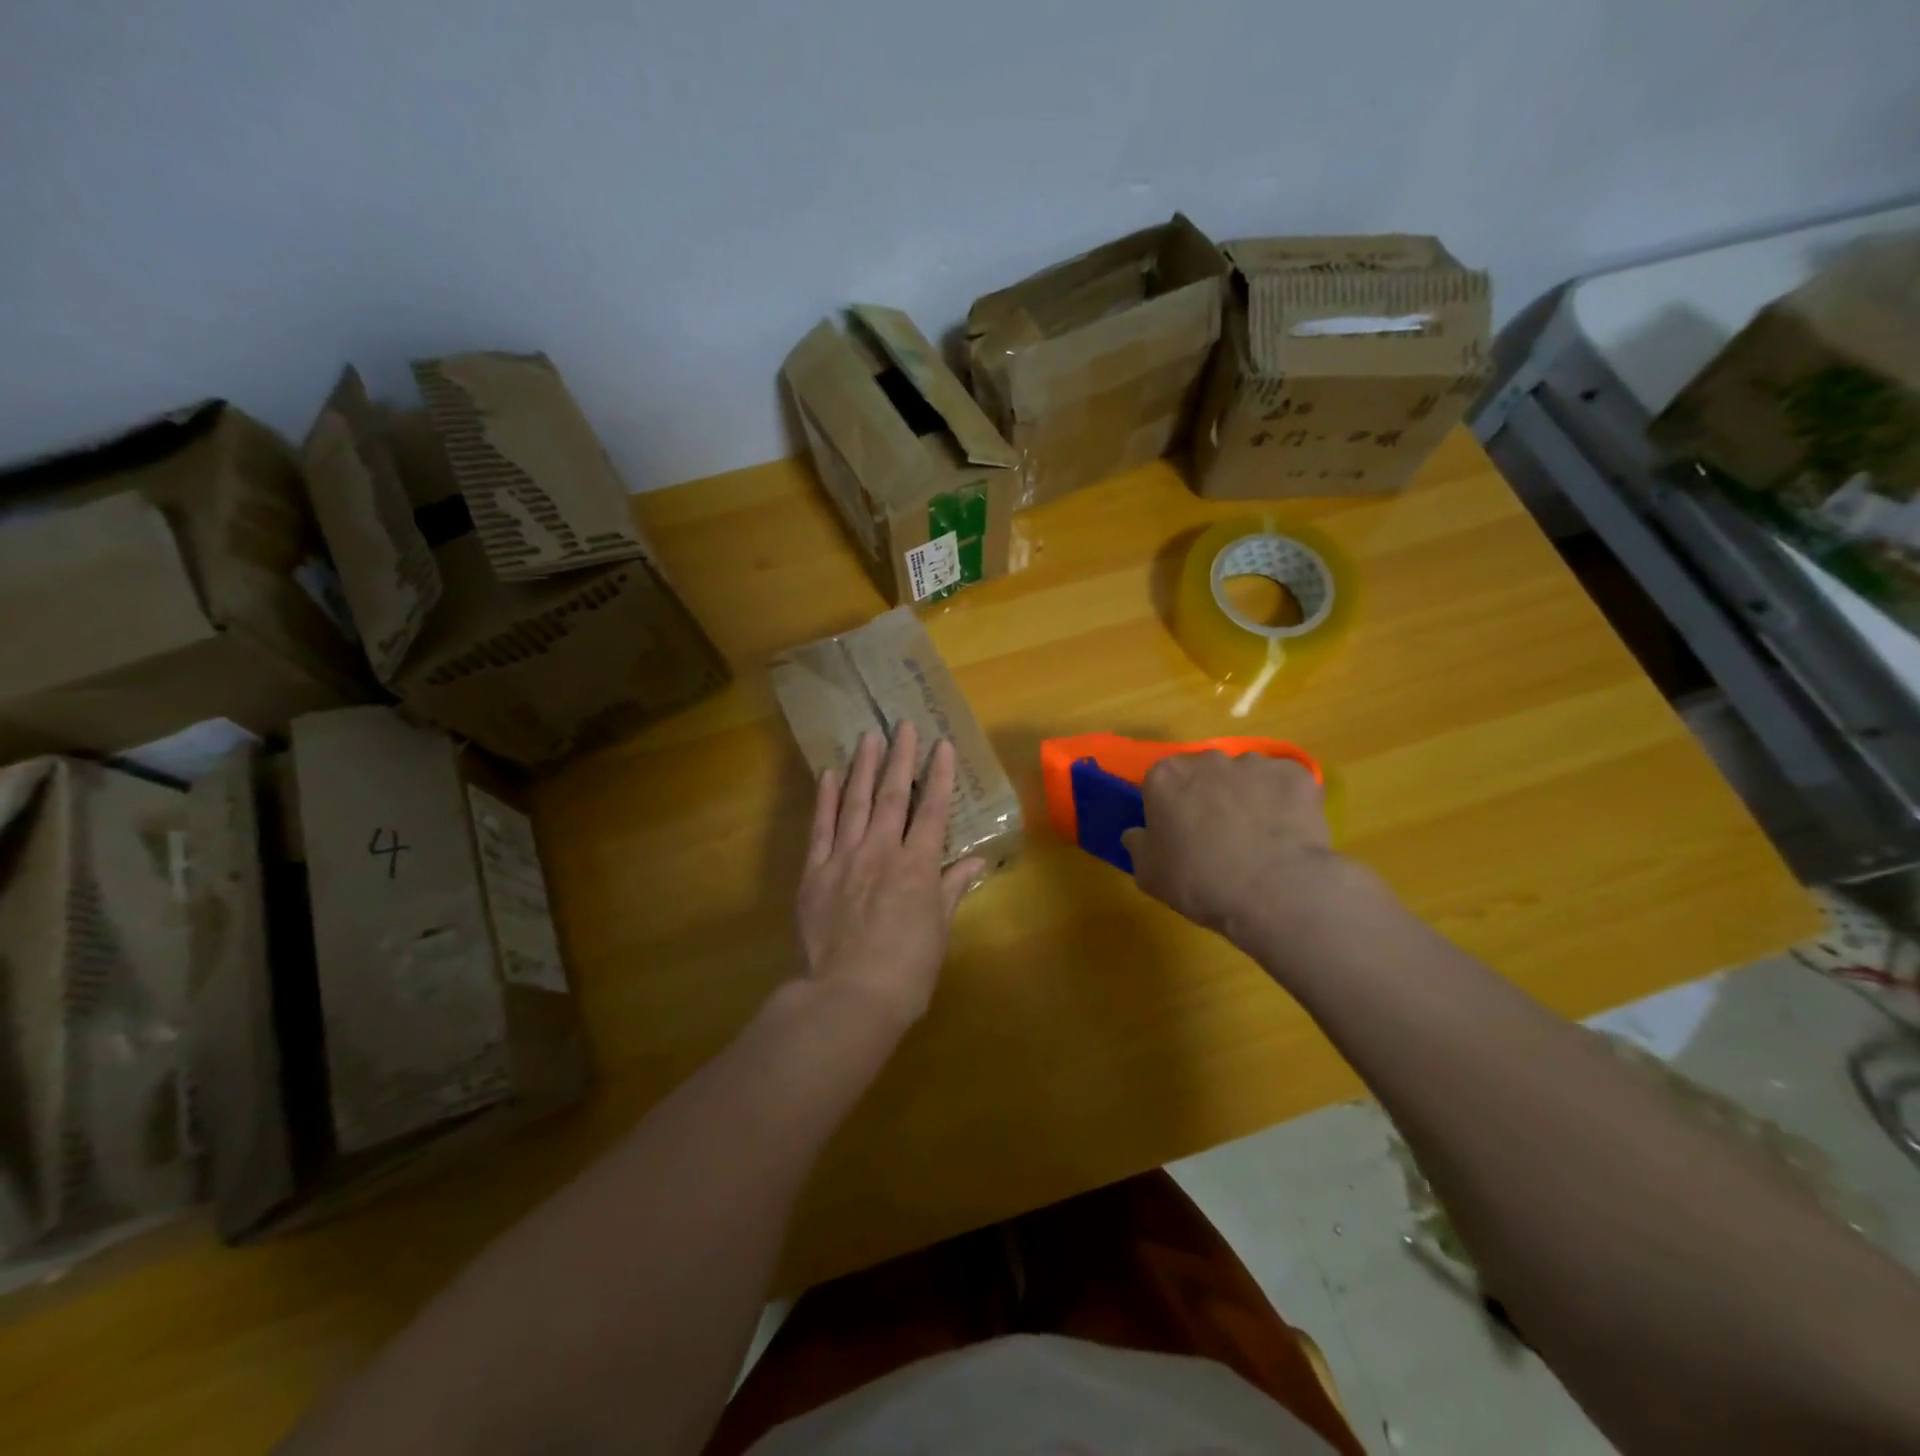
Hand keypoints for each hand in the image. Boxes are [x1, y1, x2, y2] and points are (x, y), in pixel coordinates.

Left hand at [793, 723, 985, 1027]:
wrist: (846, 998)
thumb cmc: (905, 972)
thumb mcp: (938, 932)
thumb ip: (952, 890)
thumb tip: (976, 862)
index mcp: (917, 866)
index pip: (932, 810)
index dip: (939, 775)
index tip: (942, 745)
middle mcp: (881, 851)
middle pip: (891, 795)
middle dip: (900, 757)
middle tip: (903, 725)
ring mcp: (844, 858)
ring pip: (854, 802)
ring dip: (863, 766)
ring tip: (869, 737)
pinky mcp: (814, 872)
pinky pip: (820, 827)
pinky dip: (825, 799)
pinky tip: (829, 775)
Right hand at [1121, 752, 1339, 944]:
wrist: (1274, 892)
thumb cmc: (1200, 882)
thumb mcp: (1149, 875)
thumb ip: (1138, 846)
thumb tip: (1137, 834)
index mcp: (1165, 777)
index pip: (1160, 782)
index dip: (1169, 807)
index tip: (1178, 832)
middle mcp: (1208, 760)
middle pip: (1203, 773)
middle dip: (1208, 796)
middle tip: (1218, 835)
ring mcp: (1254, 764)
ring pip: (1246, 776)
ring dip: (1248, 797)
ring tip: (1259, 837)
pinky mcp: (1295, 774)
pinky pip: (1284, 785)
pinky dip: (1285, 802)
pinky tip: (1288, 834)